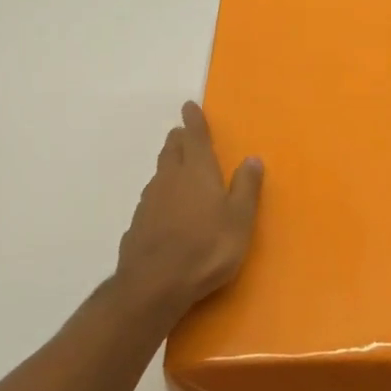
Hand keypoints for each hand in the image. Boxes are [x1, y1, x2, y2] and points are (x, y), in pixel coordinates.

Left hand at [116, 102, 263, 325]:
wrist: (154, 284)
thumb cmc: (207, 248)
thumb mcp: (240, 219)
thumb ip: (246, 188)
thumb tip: (253, 158)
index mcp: (197, 172)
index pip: (195, 137)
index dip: (193, 120)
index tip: (188, 106)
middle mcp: (170, 179)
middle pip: (172, 150)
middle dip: (178, 139)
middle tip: (182, 133)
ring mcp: (150, 201)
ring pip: (159, 173)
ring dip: (168, 165)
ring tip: (175, 167)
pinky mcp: (137, 224)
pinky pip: (151, 199)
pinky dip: (160, 194)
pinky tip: (164, 208)